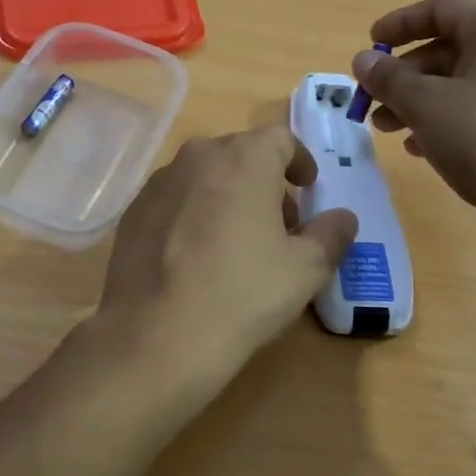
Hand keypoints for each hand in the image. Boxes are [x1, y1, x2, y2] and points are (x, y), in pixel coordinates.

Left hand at [93, 127, 358, 392]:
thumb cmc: (243, 294)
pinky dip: (192, 213)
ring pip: (204, 175)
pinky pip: (175, 199)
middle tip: (279, 222)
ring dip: (227, 194)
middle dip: (264, 180)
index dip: (300, 161)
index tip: (308, 188)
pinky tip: (195, 255)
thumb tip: (343, 217)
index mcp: (244, 158)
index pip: (280, 140)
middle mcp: (198, 156)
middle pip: (240, 154)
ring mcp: (159, 182)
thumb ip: (330, 235)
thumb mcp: (305, 270)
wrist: (156, 335)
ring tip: (236, 240)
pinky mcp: (133, 211)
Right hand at [352, 0, 475, 270]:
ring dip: (417, 99)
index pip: (442, 9)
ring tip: (386, 128)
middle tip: (371, 98)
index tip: (370, 44)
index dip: (400, 23)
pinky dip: (444, 117)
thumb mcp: (424, 104)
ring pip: (460, 81)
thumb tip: (363, 60)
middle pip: (448, 47)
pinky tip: (419, 146)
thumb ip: (388, 77)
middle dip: (403, 74)